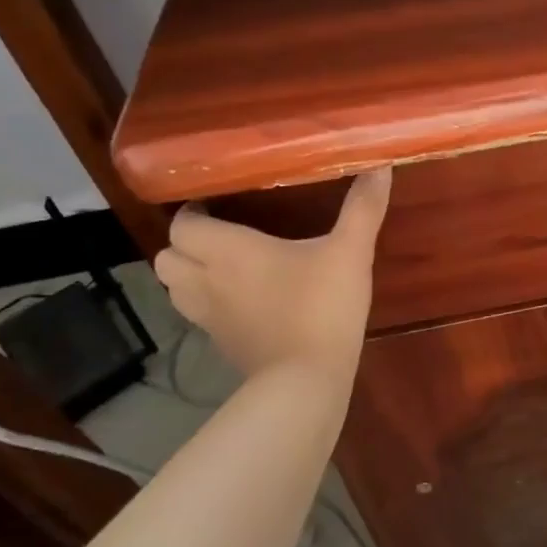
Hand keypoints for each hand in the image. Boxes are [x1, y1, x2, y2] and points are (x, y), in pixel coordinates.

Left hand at [153, 169, 390, 378]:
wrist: (308, 381)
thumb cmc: (323, 307)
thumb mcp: (350, 252)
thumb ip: (363, 208)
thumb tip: (381, 166)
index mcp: (228, 251)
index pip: (182, 225)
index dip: (193, 214)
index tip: (218, 206)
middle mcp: (207, 282)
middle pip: (166, 258)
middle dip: (186, 245)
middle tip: (221, 236)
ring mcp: (210, 319)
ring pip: (175, 290)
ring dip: (190, 275)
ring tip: (225, 268)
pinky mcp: (222, 346)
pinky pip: (199, 317)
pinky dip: (208, 305)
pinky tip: (244, 303)